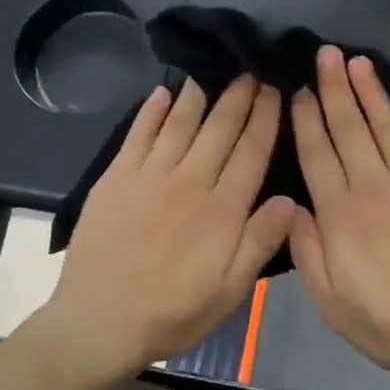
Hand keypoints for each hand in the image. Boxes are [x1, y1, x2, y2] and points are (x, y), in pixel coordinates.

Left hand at [46, 77, 294, 384]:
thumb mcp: (230, 291)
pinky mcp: (117, 178)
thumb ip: (260, 242)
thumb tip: (289, 198)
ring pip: (181, 124)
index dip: (266, 118)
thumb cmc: (173, 312)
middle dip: (239, 96)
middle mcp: (190, 181)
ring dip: (199, 94)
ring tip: (212, 70)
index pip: (251, 151)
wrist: (99, 322)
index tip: (276, 88)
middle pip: (220, 129)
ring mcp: (150, 176)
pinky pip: (138, 135)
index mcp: (222, 209)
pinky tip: (161, 92)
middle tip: (251, 68)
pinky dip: (151, 111)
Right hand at [290, 45, 389, 378]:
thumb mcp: (332, 303)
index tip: (298, 90)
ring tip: (358, 61)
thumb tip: (290, 206)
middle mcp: (376, 186)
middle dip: (334, 88)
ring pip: (388, 125)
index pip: (318, 154)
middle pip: (350, 128)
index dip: (306, 118)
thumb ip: (307, 252)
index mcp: (341, 215)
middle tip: (325, 53)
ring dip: (371, 91)